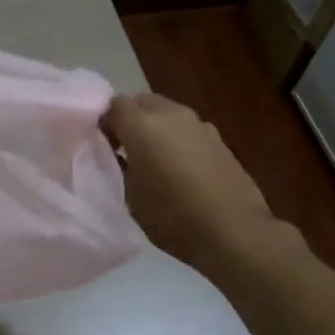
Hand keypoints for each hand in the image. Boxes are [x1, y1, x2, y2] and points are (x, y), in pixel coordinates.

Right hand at [102, 92, 277, 272]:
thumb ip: (118, 164)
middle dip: (130, 119)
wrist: (234, 232)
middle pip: (142, 102)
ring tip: (153, 161)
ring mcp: (200, 126)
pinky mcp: (220, 141)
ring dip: (155, 129)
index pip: (113, 104)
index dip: (103, 120)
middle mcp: (172, 115)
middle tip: (123, 149)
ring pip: (167, 115)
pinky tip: (180, 170)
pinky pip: (188, 131)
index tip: (99, 144)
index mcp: (143, 125)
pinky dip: (177, 141)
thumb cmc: (172, 216)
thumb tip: (115, 152)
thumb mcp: (130, 195)